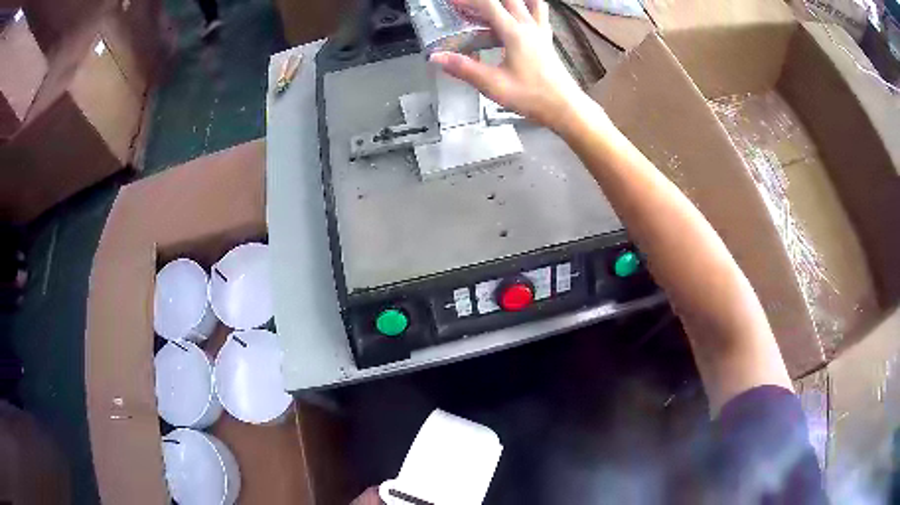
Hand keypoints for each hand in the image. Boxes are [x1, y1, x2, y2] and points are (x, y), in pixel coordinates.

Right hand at [429, 0, 589, 130]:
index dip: (468, 1)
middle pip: (508, 0)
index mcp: (515, 33)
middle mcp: (529, 27)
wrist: (565, 107)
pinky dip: (528, 9)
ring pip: (529, 3)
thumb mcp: (493, 84)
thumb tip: (436, 57)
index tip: (453, 2)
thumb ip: (464, 68)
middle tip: (468, 6)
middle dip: (485, 0)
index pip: (488, 5)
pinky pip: (539, 15)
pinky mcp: (547, 41)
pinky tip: (519, 19)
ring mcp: (541, 32)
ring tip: (497, 8)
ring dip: (512, 2)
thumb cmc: (532, 96)